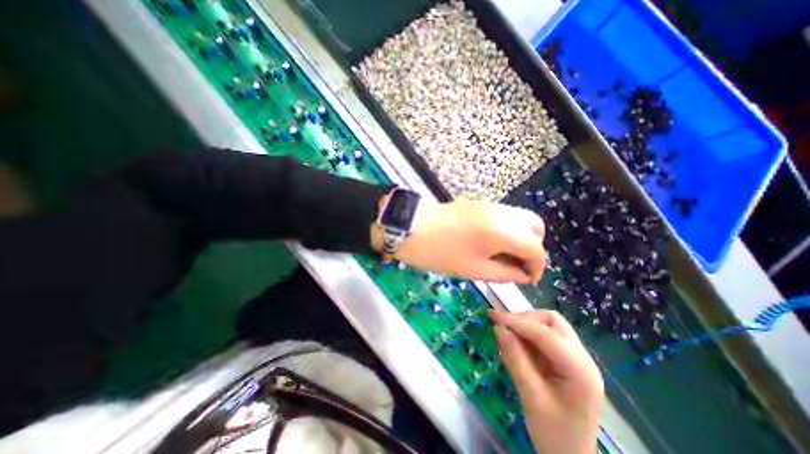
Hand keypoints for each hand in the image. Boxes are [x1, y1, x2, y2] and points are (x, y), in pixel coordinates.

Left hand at [376, 198, 546, 283]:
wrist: (411, 227)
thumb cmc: (440, 252)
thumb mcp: (473, 269)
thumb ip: (504, 273)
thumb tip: (523, 275)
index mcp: (502, 231)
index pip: (535, 248)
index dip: (537, 266)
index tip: (528, 279)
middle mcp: (501, 213)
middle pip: (535, 226)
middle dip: (532, 247)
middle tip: (518, 264)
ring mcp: (490, 205)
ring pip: (520, 219)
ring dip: (520, 237)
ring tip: (504, 256)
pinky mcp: (479, 204)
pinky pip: (505, 216)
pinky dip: (508, 229)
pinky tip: (493, 243)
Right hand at [490, 311, 603, 452]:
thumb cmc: (553, 434)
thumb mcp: (530, 396)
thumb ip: (515, 358)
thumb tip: (498, 327)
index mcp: (580, 370)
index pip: (546, 333)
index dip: (517, 321)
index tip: (493, 316)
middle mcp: (582, 358)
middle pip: (552, 322)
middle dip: (525, 319)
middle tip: (503, 326)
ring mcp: (575, 358)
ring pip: (549, 325)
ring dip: (526, 325)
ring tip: (508, 335)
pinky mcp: (566, 361)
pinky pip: (545, 337)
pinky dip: (528, 335)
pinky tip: (517, 344)